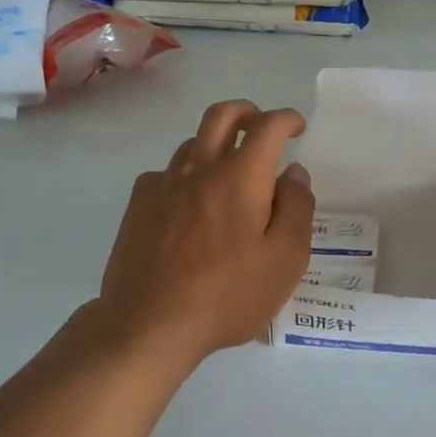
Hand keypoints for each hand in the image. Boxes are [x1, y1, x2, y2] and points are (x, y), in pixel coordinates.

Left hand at [97, 100, 314, 363]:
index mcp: (240, 177)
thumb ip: (296, 208)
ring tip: (230, 172)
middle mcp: (200, 168)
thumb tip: (293, 172)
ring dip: (216, 144)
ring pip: (193, 143)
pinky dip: (186, 175)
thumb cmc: (228, 296)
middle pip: (222, 115)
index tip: (297, 127)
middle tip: (261, 128)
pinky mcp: (138, 206)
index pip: (267, 126)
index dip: (286, 119)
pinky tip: (190, 204)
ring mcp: (163, 184)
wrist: (149, 324)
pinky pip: (166, 173)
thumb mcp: (285, 259)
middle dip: (247, 112)